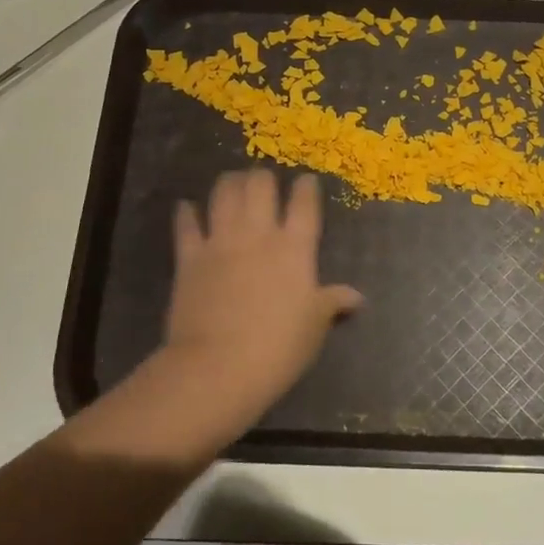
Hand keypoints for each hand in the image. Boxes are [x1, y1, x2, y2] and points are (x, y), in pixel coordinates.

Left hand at [157, 169, 362, 436]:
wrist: (218, 367)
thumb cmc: (278, 348)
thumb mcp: (315, 327)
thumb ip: (333, 303)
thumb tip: (357, 297)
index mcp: (295, 248)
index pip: (304, 205)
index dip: (306, 188)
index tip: (306, 180)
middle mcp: (258, 235)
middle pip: (260, 187)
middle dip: (263, 178)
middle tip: (264, 180)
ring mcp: (221, 242)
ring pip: (224, 195)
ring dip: (229, 183)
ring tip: (232, 180)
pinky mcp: (189, 258)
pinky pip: (186, 225)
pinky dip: (186, 213)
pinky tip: (187, 206)